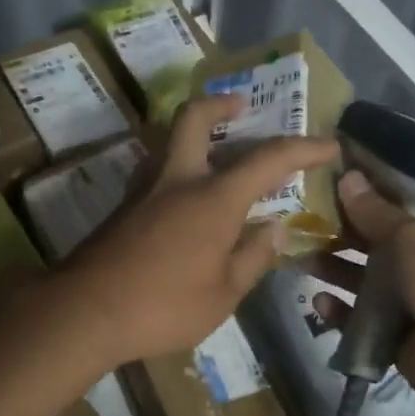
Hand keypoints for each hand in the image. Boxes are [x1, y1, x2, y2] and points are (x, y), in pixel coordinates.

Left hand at [58, 95, 338, 368]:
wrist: (84, 312)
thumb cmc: (164, 307)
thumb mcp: (224, 294)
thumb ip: (253, 257)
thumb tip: (274, 229)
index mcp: (213, 198)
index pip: (268, 158)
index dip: (304, 148)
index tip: (330, 145)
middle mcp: (178, 180)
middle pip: (195, 118)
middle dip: (221, 103)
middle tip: (241, 107)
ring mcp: (145, 190)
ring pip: (170, 141)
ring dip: (196, 135)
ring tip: (218, 154)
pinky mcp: (123, 208)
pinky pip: (158, 170)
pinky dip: (180, 166)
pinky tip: (188, 198)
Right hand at [304, 169, 414, 403]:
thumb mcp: (412, 235)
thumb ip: (375, 211)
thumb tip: (348, 177)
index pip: (409, 205)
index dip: (375, 194)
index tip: (338, 183)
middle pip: (381, 243)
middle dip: (345, 234)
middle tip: (307, 221)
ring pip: (367, 281)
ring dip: (336, 270)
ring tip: (301, 258)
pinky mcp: (397, 333)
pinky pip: (362, 318)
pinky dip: (341, 311)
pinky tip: (319, 301)